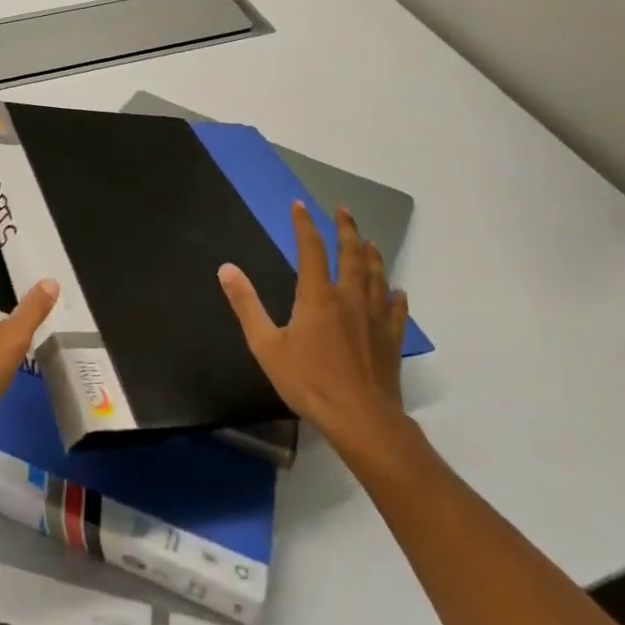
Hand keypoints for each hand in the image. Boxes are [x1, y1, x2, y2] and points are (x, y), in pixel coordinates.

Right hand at [220, 201, 410, 450]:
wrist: (361, 419)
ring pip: (376, 277)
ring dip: (372, 256)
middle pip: (351, 255)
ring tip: (370, 241)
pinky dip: (396, 296)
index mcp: (318, 296)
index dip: (304, 224)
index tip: (299, 205)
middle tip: (344, 210)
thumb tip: (226, 268)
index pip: (311, 249)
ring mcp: (375, 318)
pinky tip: (398, 292)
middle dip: (346, 229)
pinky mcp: (391, 339)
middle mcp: (349, 298)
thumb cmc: (309, 381)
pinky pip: (397, 310)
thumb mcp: (266, 345)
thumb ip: (246, 305)